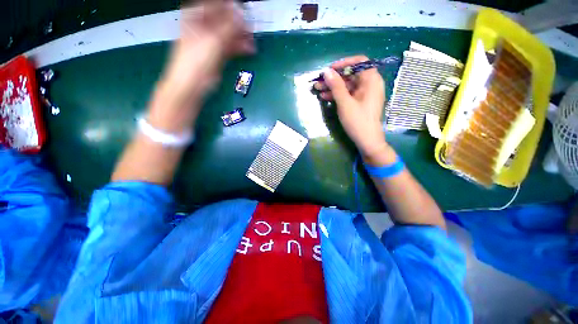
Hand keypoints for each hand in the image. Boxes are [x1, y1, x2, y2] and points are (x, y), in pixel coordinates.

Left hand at [150, 0, 254, 131]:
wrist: (191, 85)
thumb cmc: (197, 60)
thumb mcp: (214, 40)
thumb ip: (229, 26)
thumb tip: (242, 13)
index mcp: (197, 16)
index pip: (217, 4)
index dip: (232, 7)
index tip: (246, 11)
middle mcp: (204, 25)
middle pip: (225, 18)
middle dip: (239, 22)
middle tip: (253, 26)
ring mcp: (211, 40)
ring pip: (229, 33)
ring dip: (242, 36)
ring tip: (254, 40)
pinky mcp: (217, 54)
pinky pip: (231, 46)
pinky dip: (240, 47)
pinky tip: (250, 49)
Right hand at [314, 55, 389, 160]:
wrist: (367, 141)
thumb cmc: (358, 121)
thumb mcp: (345, 103)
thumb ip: (336, 86)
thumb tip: (326, 71)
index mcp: (372, 80)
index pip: (359, 62)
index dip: (343, 63)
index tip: (329, 70)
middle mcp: (370, 84)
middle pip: (351, 74)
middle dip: (334, 78)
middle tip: (319, 81)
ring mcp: (365, 94)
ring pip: (347, 85)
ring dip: (333, 87)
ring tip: (318, 89)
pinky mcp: (360, 102)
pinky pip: (348, 94)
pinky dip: (337, 95)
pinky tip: (325, 97)